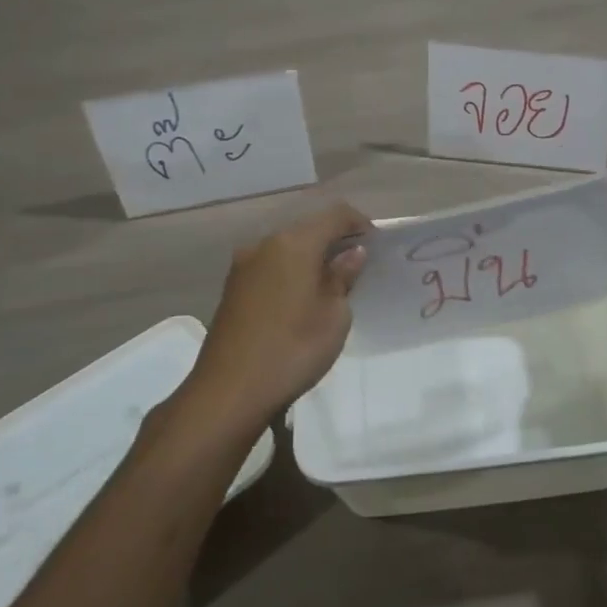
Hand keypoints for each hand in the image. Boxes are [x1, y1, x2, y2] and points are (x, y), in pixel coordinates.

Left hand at [189, 203, 372, 426]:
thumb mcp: (334, 315)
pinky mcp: (232, 287)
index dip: (360, 223)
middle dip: (335, 240)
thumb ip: (343, 277)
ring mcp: (244, 265)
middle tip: (358, 267)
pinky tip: (301, 299)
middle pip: (308, 228)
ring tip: (331, 285)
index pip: (336, 214)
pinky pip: (271, 266)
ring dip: (311, 257)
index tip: (376, 246)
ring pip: (287, 247)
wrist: (229, 391)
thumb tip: (351, 254)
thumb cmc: (293, 349)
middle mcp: (265, 244)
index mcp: (294, 243)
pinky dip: (291, 271)